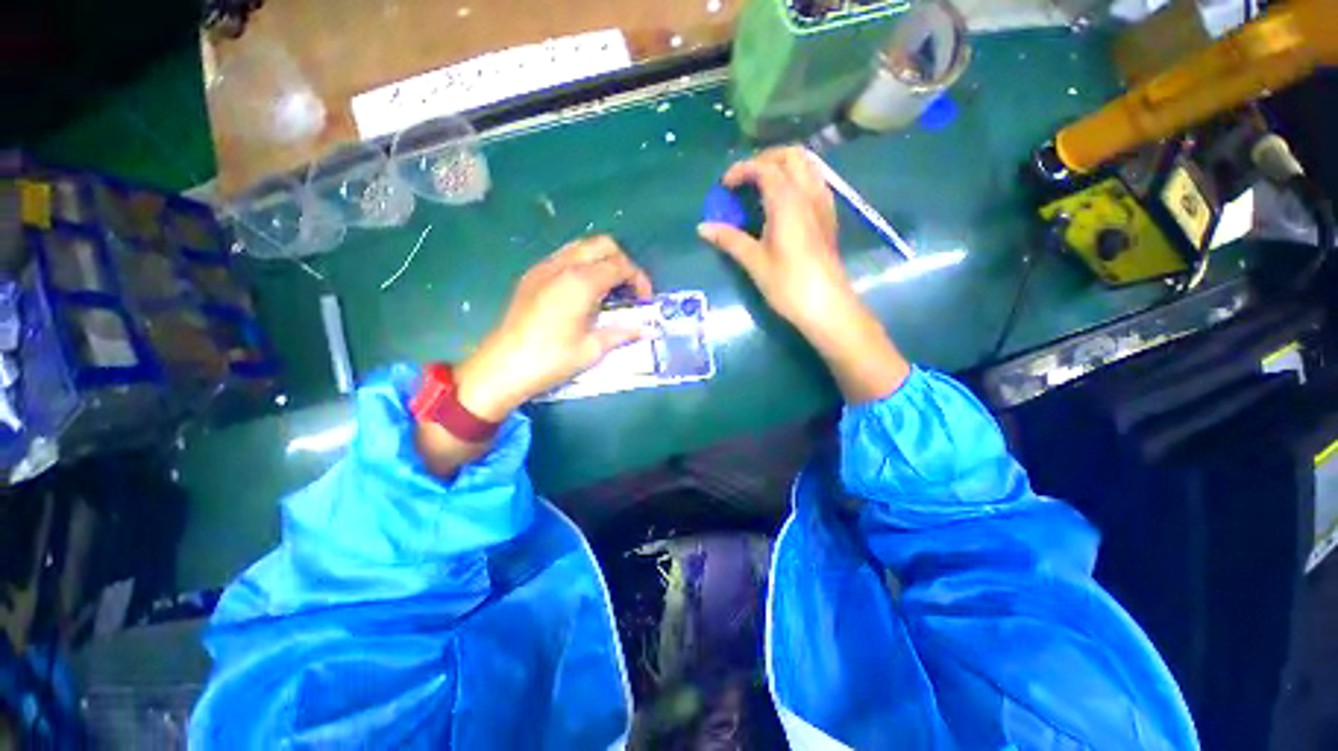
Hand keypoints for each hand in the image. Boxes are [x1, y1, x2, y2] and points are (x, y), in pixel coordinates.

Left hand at [454, 236, 653, 420]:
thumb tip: (648, 329)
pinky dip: (582, 265)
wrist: (502, 367)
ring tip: (608, 289)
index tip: (645, 300)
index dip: (639, 279)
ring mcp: (544, 267)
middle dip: (622, 263)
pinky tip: (583, 292)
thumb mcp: (592, 349)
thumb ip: (622, 333)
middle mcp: (563, 265)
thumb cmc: (551, 360)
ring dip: (602, 260)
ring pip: (582, 246)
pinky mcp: (532, 275)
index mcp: (581, 282)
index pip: (621, 265)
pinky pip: (564, 257)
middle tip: (628, 290)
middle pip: (603, 245)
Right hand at [700, 146, 908, 402]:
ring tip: (762, 186)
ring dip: (783, 166)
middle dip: (764, 159)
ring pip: (807, 165)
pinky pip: (815, 181)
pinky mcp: (829, 216)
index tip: (724, 186)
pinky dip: (797, 178)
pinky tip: (785, 202)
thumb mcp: (754, 262)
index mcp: (787, 201)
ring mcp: (823, 202)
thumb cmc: (788, 284)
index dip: (741, 170)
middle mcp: (808, 193)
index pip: (764, 168)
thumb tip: (702, 228)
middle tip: (744, 180)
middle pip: (791, 155)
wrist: (826, 305)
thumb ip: (729, 239)